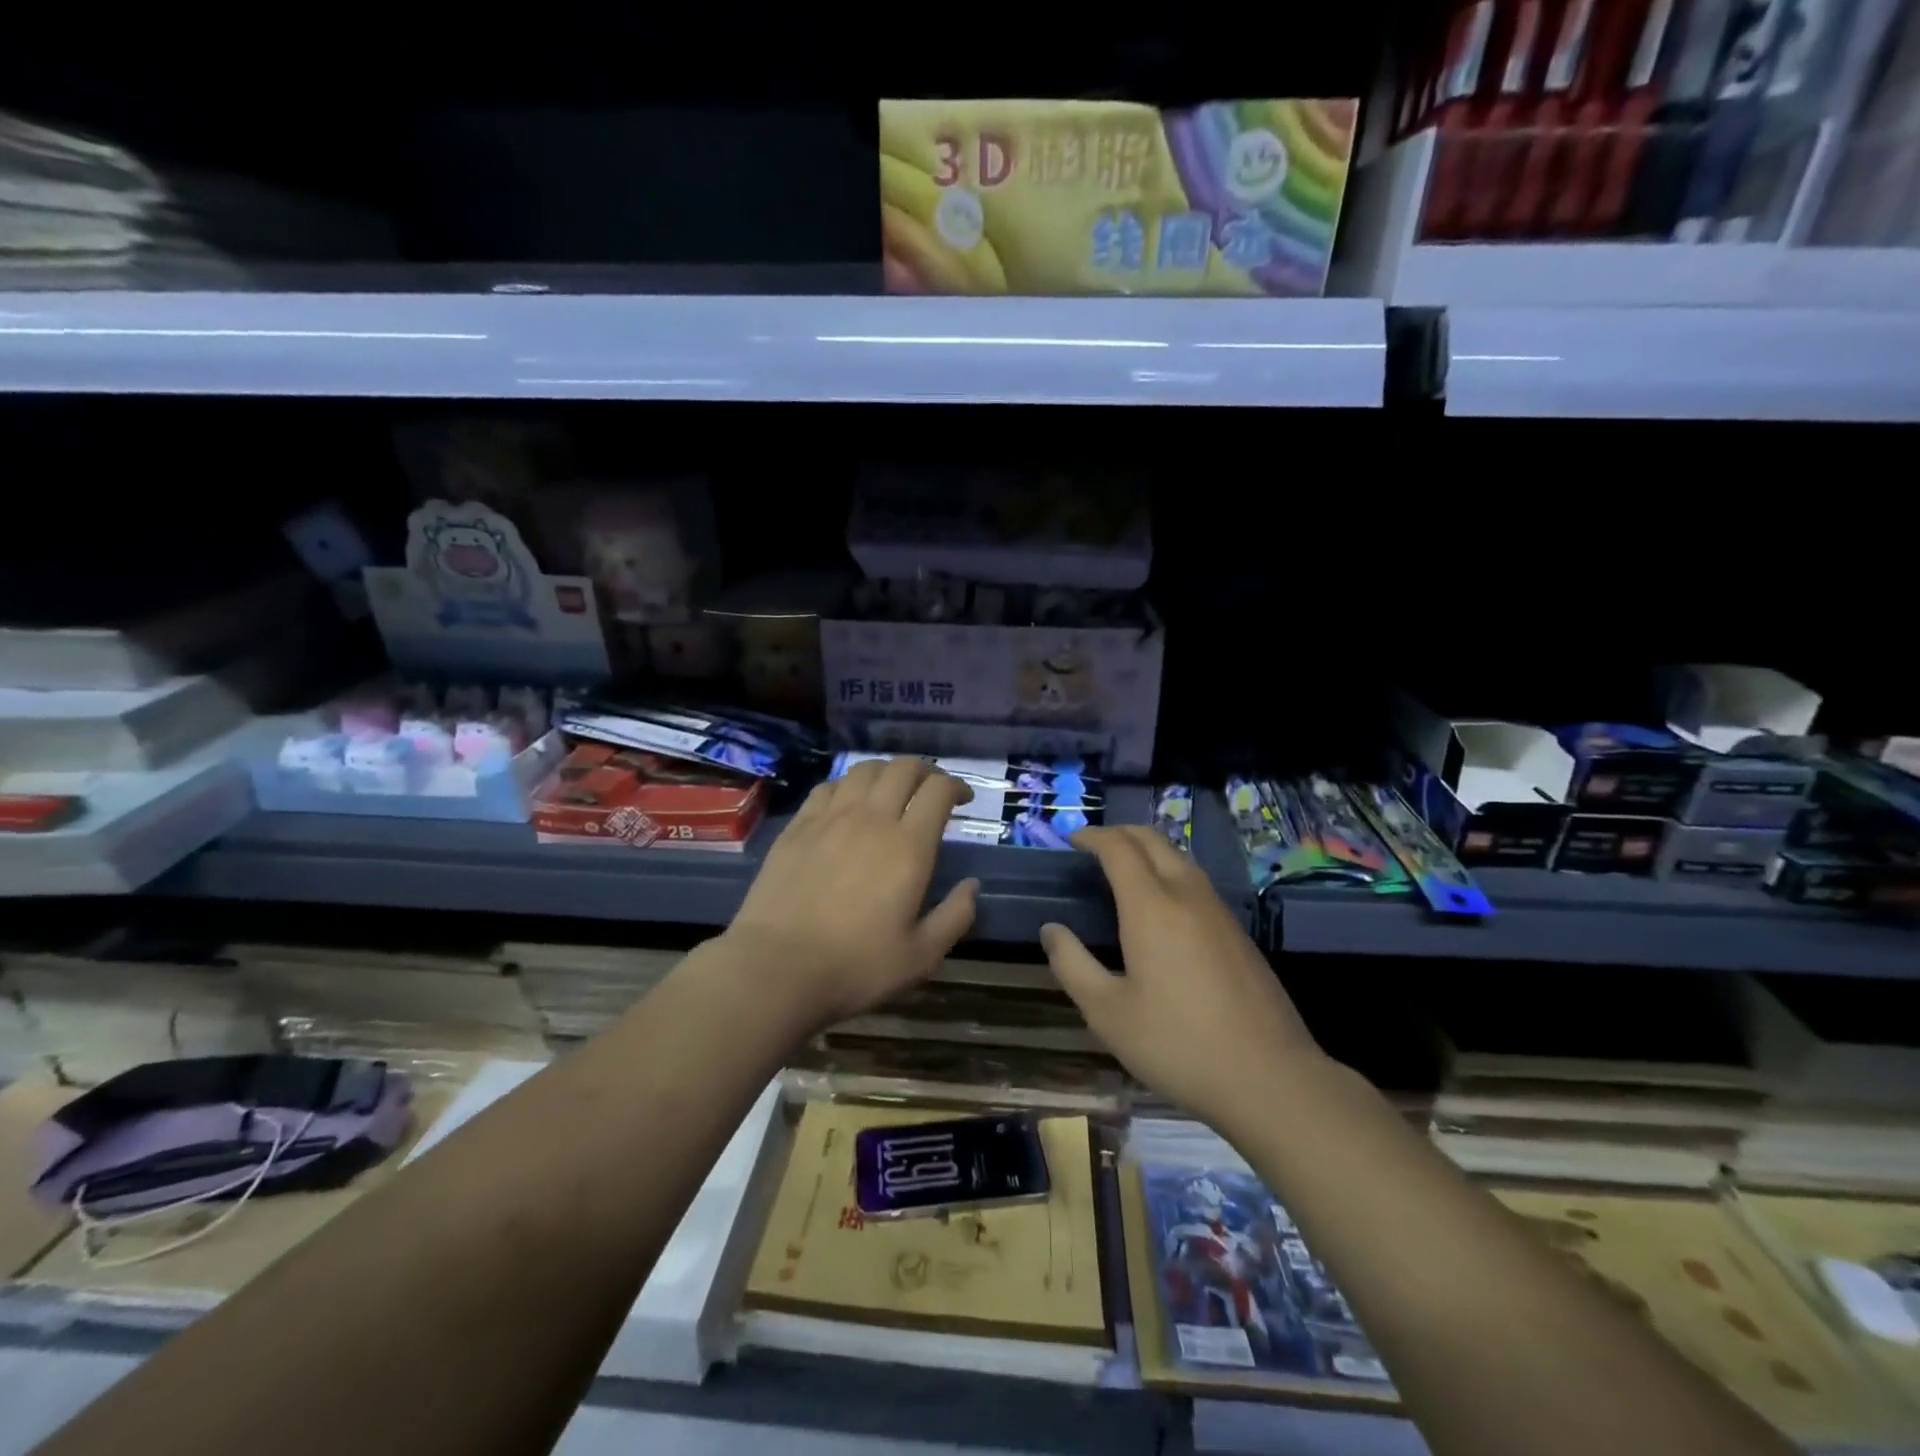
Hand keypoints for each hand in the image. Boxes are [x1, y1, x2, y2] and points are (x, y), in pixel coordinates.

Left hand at [722, 757, 978, 1029]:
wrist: (777, 968)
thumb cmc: (856, 966)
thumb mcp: (921, 956)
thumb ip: (956, 916)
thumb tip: (972, 886)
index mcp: (908, 846)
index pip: (938, 791)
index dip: (956, 786)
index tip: (963, 800)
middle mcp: (871, 819)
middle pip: (902, 768)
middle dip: (924, 771)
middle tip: (930, 790)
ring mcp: (829, 818)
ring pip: (863, 771)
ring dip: (886, 773)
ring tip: (891, 791)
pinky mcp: (797, 827)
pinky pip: (827, 787)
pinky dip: (846, 785)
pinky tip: (846, 803)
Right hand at [1040, 827, 1319, 1132]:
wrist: (1270, 1077)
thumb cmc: (1177, 1043)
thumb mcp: (1108, 1012)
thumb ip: (1072, 965)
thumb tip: (1051, 930)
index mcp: (1152, 906)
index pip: (1119, 848)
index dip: (1093, 836)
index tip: (1072, 840)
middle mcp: (1187, 895)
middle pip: (1153, 840)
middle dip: (1120, 833)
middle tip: (1094, 846)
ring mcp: (1219, 912)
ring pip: (1180, 858)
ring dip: (1148, 850)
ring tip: (1124, 869)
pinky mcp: (1239, 933)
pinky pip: (1197, 882)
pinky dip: (1169, 872)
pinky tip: (1162, 905)